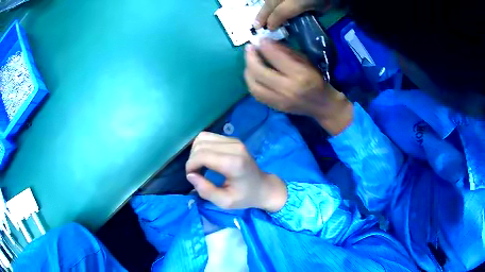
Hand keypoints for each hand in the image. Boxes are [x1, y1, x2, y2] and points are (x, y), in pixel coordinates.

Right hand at [185, 132, 286, 211]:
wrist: (264, 187)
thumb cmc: (245, 197)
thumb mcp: (225, 202)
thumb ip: (206, 191)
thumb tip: (190, 175)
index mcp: (233, 163)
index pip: (201, 155)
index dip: (191, 166)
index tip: (192, 177)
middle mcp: (234, 147)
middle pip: (200, 145)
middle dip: (192, 159)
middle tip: (195, 174)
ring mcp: (234, 141)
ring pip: (202, 138)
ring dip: (195, 152)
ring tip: (199, 166)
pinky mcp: (233, 139)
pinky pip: (209, 137)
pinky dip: (202, 147)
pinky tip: (206, 159)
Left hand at [244, 40, 352, 134]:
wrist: (322, 105)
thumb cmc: (317, 80)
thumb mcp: (306, 61)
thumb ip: (286, 52)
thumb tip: (266, 43)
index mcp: (299, 75)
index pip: (275, 57)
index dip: (264, 46)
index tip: (260, 40)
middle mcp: (287, 88)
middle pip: (259, 72)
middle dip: (250, 57)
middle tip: (249, 48)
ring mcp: (279, 100)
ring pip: (253, 85)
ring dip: (248, 71)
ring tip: (249, 62)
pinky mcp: (275, 107)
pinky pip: (256, 94)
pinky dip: (251, 82)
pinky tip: (253, 75)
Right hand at [255, 0, 332, 29]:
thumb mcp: (323, 8)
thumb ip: (309, 12)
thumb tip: (299, 17)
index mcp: (297, 2)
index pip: (280, 13)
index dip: (273, 22)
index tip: (269, 29)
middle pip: (270, 4)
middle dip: (262, 15)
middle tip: (256, 25)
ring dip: (264, 7)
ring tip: (260, 16)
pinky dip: (269, 1)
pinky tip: (267, 5)